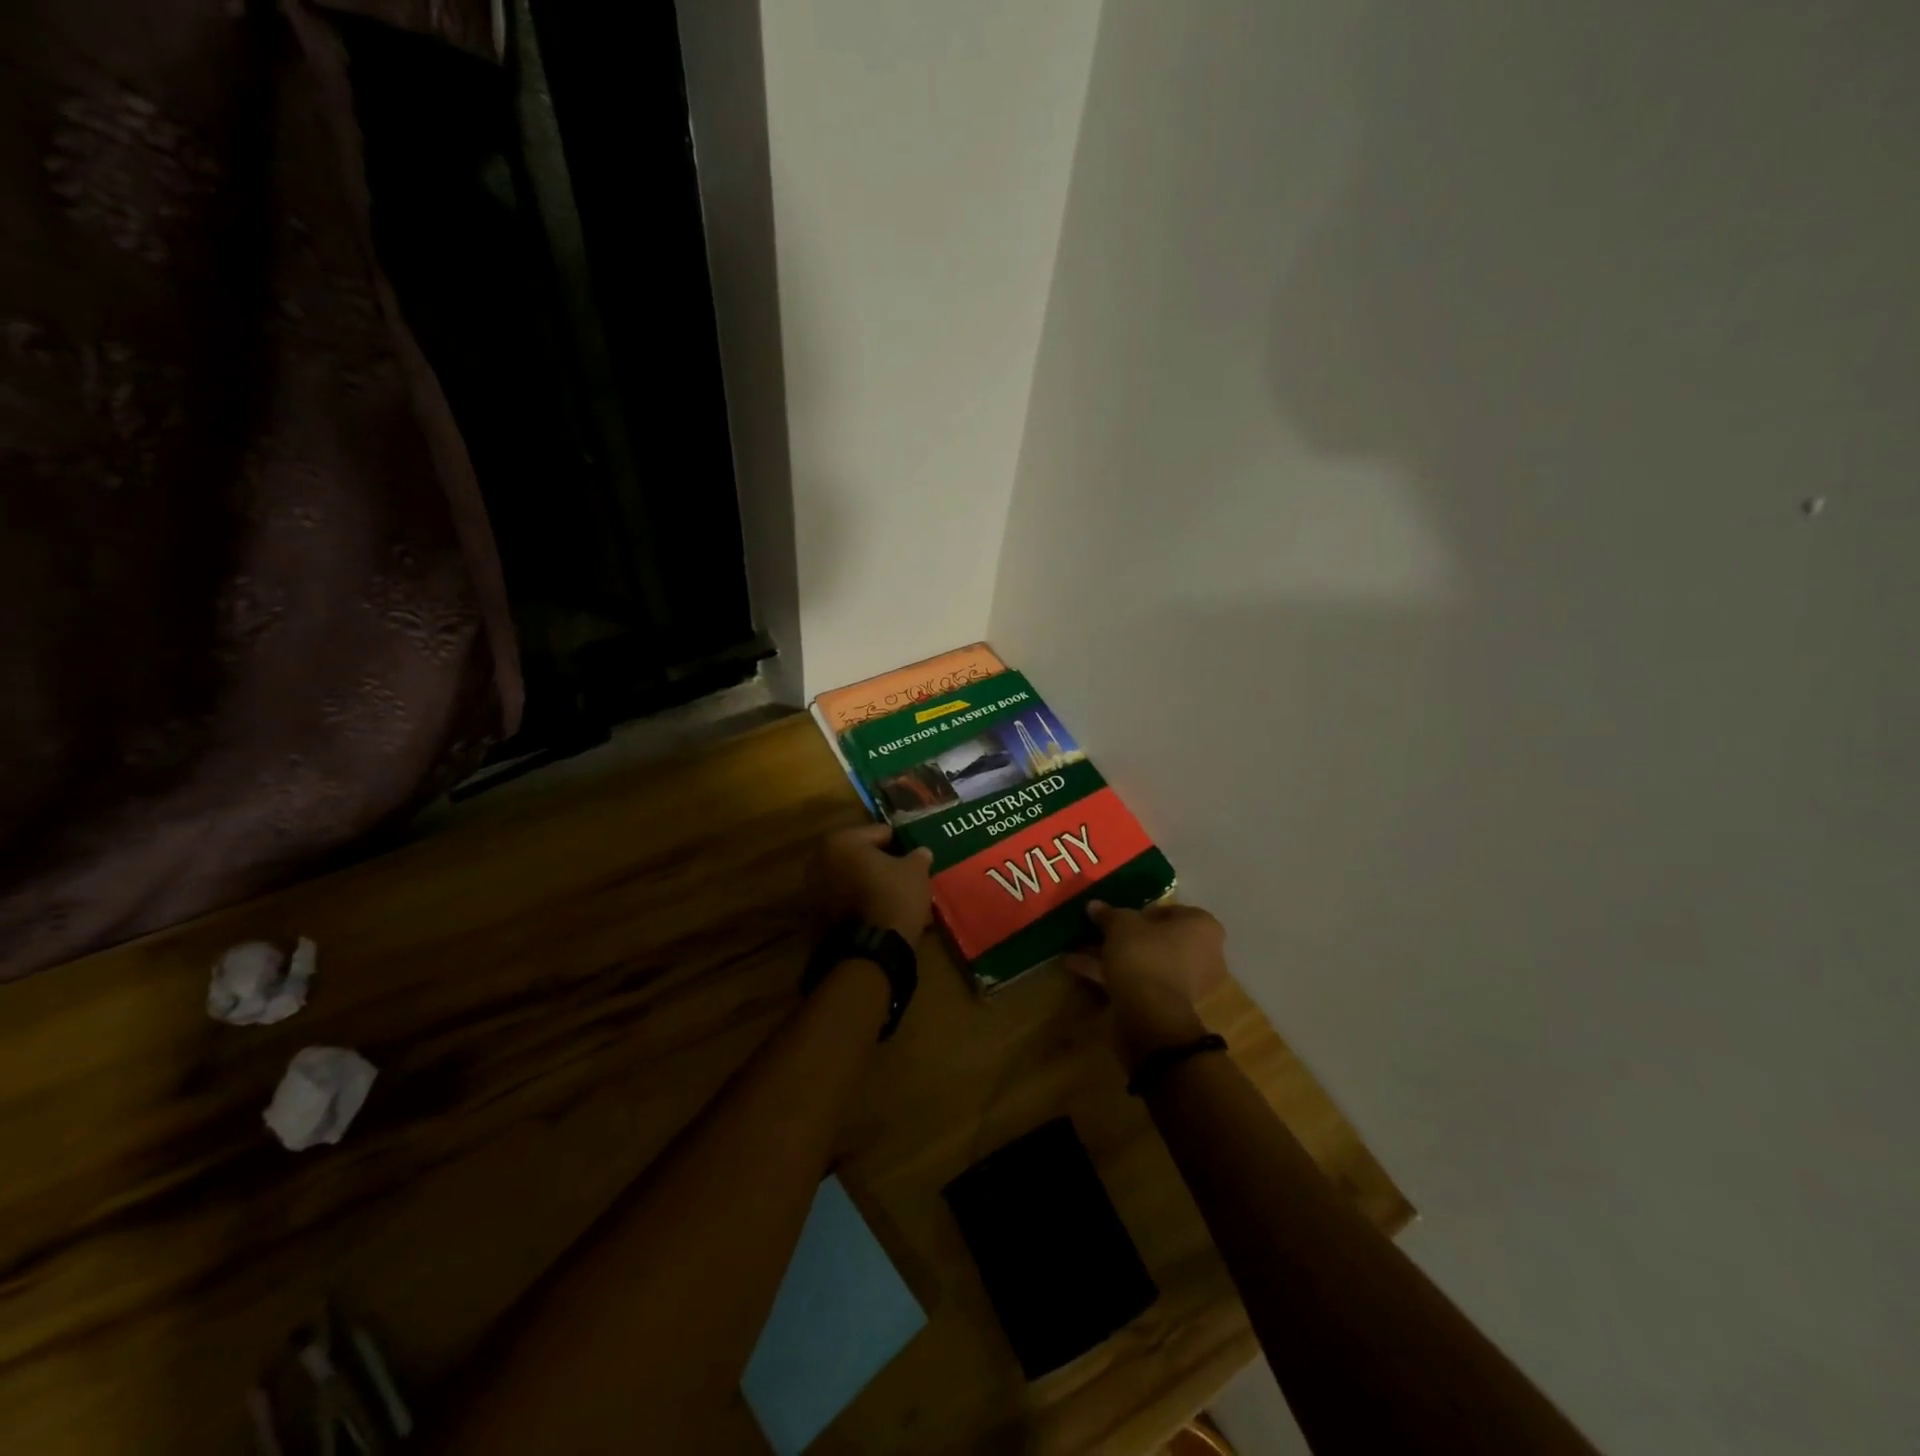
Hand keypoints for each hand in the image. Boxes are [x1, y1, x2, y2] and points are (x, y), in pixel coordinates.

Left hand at [815, 823, 933, 943]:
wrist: (869, 951)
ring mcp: (814, 889)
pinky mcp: (816, 915)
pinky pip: (845, 900)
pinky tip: (880, 914)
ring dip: (869, 884)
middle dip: (881, 865)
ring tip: (895, 898)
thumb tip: (920, 852)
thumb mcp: (916, 872)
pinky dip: (860, 903)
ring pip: (852, 879)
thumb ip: (918, 856)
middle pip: (861, 856)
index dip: (901, 845)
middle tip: (904, 876)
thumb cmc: (893, 898)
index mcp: (842, 841)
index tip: (913, 857)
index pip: (880, 833)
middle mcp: (820, 859)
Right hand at [1065, 901, 1227, 1070]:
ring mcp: (1188, 983)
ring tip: (1078, 951)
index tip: (1116, 916)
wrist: (1150, 1014)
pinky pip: (1141, 981)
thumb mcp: (1121, 925)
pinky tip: (1079, 969)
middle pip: (1156, 938)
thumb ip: (1108, 914)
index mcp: (1202, 927)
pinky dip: (1114, 975)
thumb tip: (1094, 905)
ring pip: (1145, 961)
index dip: (1139, 911)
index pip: (1169, 911)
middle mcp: (1203, 953)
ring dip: (1114, 956)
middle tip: (1096, 933)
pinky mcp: (1169, 1004)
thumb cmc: (1145, 955)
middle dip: (1123, 937)